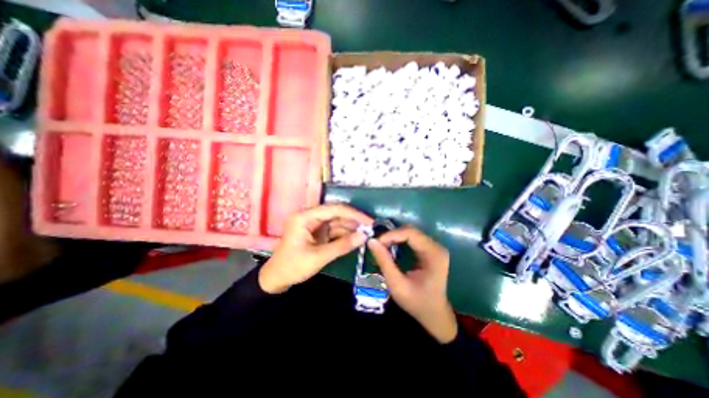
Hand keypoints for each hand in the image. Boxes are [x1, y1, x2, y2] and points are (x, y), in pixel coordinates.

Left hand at [260, 204, 370, 293]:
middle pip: (336, 214)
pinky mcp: (318, 233)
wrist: (277, 279)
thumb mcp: (319, 257)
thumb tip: (364, 236)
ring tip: (367, 233)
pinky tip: (356, 238)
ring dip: (351, 227)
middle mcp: (310, 216)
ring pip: (337, 222)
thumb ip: (342, 246)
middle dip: (353, 220)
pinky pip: (334, 230)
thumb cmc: (293, 267)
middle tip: (371, 227)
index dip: (353, 214)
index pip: (334, 209)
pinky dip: (345, 234)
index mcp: (305, 217)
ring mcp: (314, 224)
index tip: (369, 221)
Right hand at [368, 226, 456, 342]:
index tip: (376, 242)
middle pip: (411, 231)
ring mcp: (435, 247)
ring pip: (411, 233)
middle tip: (378, 244)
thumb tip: (371, 241)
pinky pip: (413, 238)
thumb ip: (384, 261)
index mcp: (434, 254)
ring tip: (382, 245)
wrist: (434, 315)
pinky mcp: (430, 250)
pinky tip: (391, 246)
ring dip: (395, 236)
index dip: (392, 234)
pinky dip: (400, 240)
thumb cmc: (416, 302)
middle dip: (392, 235)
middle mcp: (437, 247)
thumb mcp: (396, 284)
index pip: (411, 233)